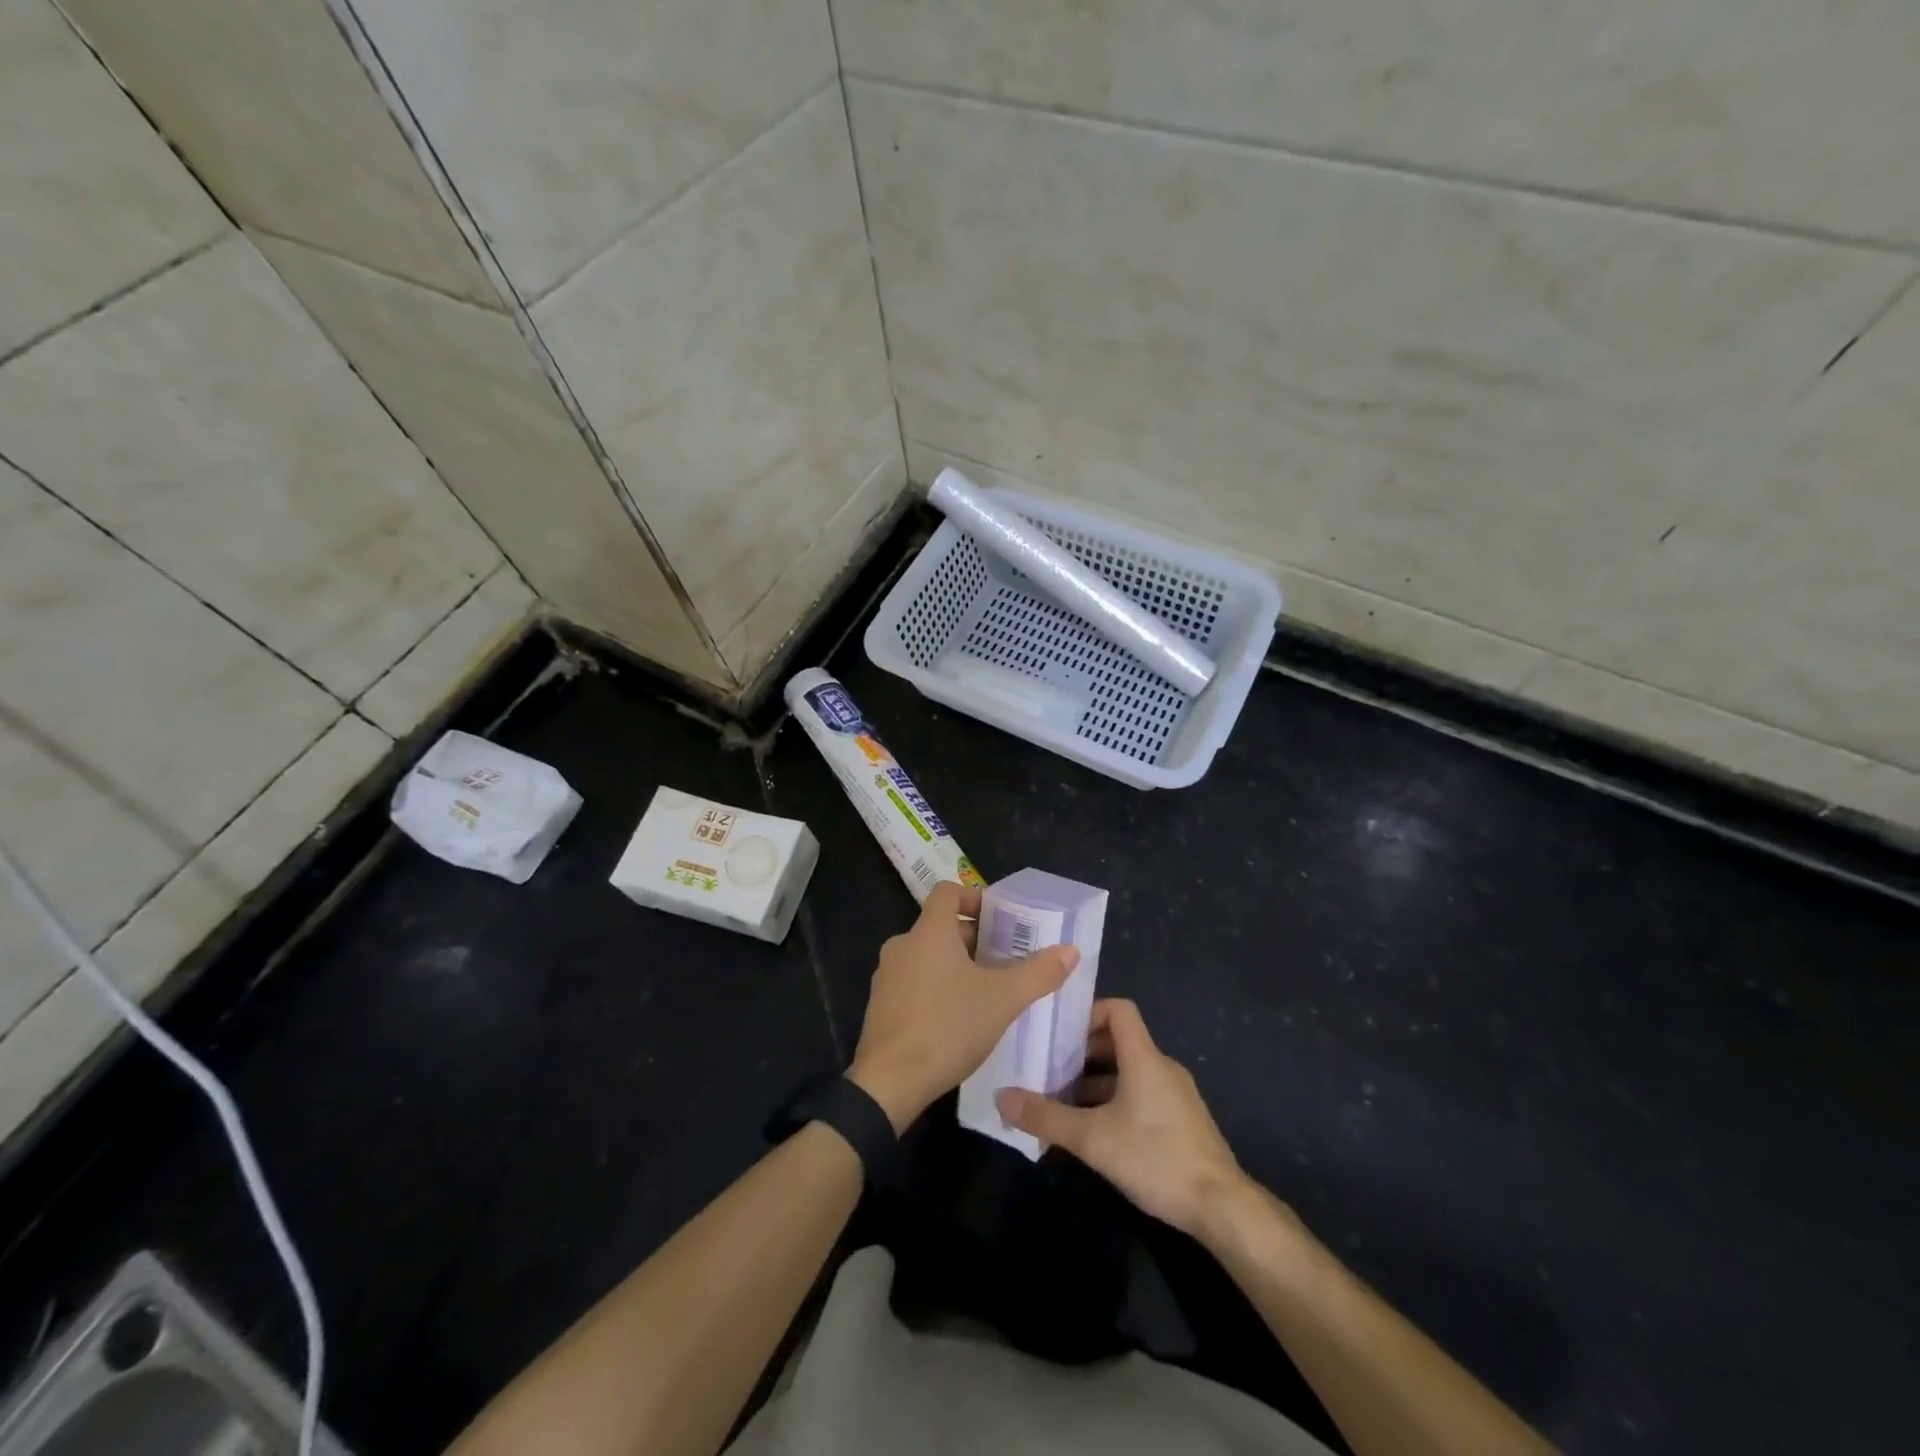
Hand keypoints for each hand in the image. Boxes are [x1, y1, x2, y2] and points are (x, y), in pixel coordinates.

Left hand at [848, 881, 1078, 1132]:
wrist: (890, 1083)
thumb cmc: (948, 1028)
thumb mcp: (1003, 1000)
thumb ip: (1039, 973)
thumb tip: (1070, 950)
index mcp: (928, 932)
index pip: (948, 892)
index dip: (975, 899)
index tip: (1001, 920)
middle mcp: (902, 945)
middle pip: (940, 926)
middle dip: (974, 939)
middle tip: (1006, 960)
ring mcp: (887, 976)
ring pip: (927, 956)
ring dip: (956, 965)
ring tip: (987, 990)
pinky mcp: (881, 1005)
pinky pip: (913, 981)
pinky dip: (936, 986)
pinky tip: (958, 1017)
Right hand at [996, 998, 1245, 1236]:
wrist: (1221, 1207)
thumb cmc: (1156, 1158)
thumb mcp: (1092, 1139)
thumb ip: (1046, 1117)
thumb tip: (1001, 1096)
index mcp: (1144, 1058)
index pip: (1119, 1010)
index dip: (1088, 1013)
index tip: (1058, 1032)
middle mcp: (1161, 1067)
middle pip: (1118, 1041)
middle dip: (1081, 1053)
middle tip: (1047, 1068)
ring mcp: (1174, 1094)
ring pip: (1128, 1071)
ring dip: (1095, 1081)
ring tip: (1061, 1101)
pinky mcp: (1180, 1120)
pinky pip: (1141, 1094)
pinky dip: (1114, 1100)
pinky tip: (1093, 1130)